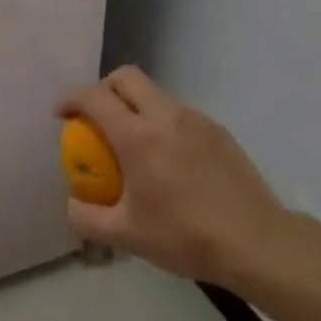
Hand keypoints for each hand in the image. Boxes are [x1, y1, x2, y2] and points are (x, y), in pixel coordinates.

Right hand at [61, 67, 291, 288]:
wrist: (257, 243)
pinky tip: (167, 158)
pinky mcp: (218, 131)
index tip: (62, 116)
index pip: (95, 97)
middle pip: (126, 77)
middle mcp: (165, 117)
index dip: (72, 99)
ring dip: (134, 105)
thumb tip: (71, 204)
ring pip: (155, 93)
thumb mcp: (125, 235)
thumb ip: (86, 218)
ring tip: (132, 140)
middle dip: (103, 88)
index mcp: (137, 137)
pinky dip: (161, 121)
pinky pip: (179, 112)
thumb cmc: (185, 237)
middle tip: (96, 117)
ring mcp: (196, 120)